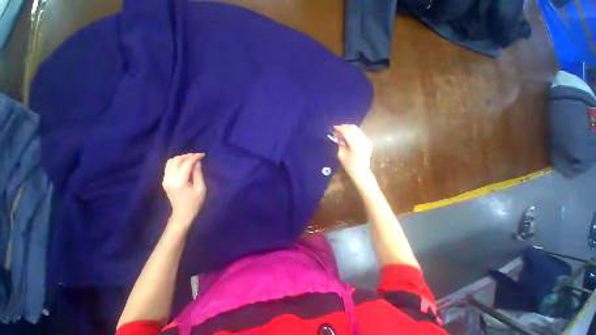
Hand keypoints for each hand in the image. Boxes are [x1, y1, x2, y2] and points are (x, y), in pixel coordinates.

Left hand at [162, 153, 206, 227]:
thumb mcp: (201, 188)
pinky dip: (177, 162)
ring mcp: (165, 180)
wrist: (182, 214)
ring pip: (170, 162)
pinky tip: (185, 164)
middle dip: (187, 156)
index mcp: (179, 181)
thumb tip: (197, 162)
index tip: (203, 155)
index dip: (195, 157)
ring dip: (181, 158)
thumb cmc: (195, 202)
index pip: (186, 164)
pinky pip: (169, 167)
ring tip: (191, 158)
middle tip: (198, 156)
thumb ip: (198, 174)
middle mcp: (169, 179)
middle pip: (176, 161)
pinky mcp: (165, 181)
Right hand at [334, 125, 373, 184]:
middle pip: (353, 128)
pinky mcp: (368, 142)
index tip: (333, 128)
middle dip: (345, 127)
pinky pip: (360, 134)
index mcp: (355, 143)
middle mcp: (362, 139)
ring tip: (342, 132)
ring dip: (349, 129)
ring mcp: (367, 140)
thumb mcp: (341, 154)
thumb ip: (340, 143)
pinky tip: (348, 136)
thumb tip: (338, 136)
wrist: (361, 172)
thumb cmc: (349, 165)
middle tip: (337, 129)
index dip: (339, 128)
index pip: (346, 131)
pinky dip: (354, 133)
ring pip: (357, 130)